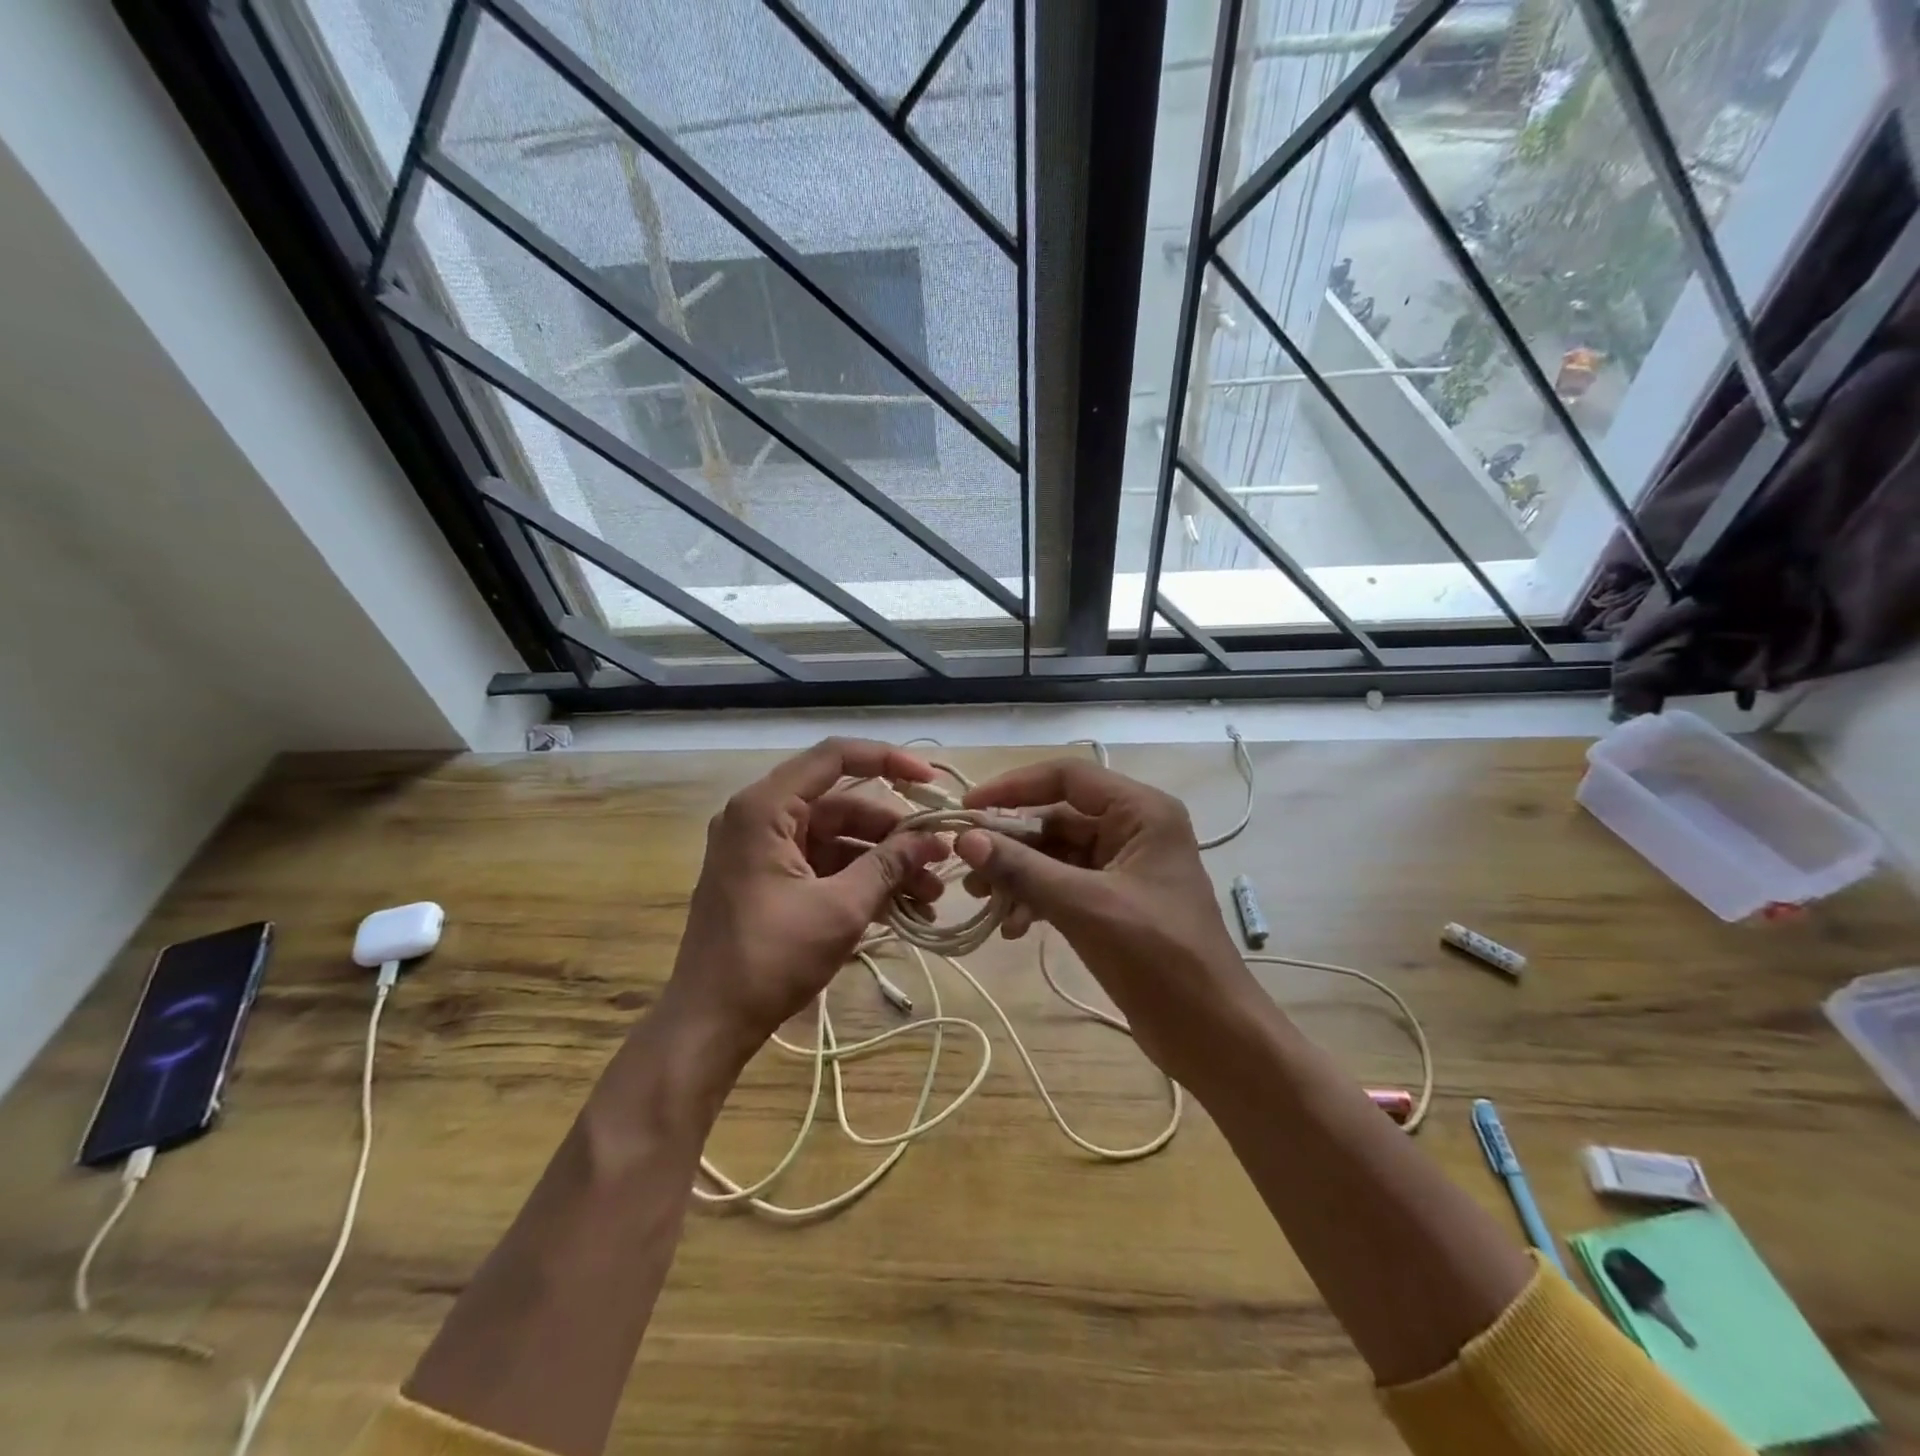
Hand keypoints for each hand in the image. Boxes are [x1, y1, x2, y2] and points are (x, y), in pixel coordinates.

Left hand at [661, 738, 947, 1065]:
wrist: (709, 1024)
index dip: (887, 760)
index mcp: (765, 808)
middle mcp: (761, 817)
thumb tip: (932, 840)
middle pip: (842, 804)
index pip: (834, 756)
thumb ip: (888, 865)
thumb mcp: (840, 908)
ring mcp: (764, 850)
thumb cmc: (770, 958)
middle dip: (894, 832)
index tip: (929, 782)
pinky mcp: (770, 880)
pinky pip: (824, 865)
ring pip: (838, 839)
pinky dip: (860, 880)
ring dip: (884, 862)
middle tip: (940, 857)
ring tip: (930, 893)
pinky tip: (902, 907)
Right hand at [954, 759, 1255, 1075]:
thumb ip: (1023, 869)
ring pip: (1056, 855)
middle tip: (968, 870)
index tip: (967, 808)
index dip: (1014, 787)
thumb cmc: (1159, 958)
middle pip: (1057, 818)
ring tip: (984, 904)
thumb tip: (964, 838)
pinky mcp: (1115, 902)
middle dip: (1011, 843)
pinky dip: (1036, 900)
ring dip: (1019, 876)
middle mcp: (1133, 829)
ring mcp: (1124, 867)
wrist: (1212, 1034)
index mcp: (1142, 812)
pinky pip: (1064, 885)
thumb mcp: (1085, 907)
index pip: (1067, 777)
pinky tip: (1013, 928)